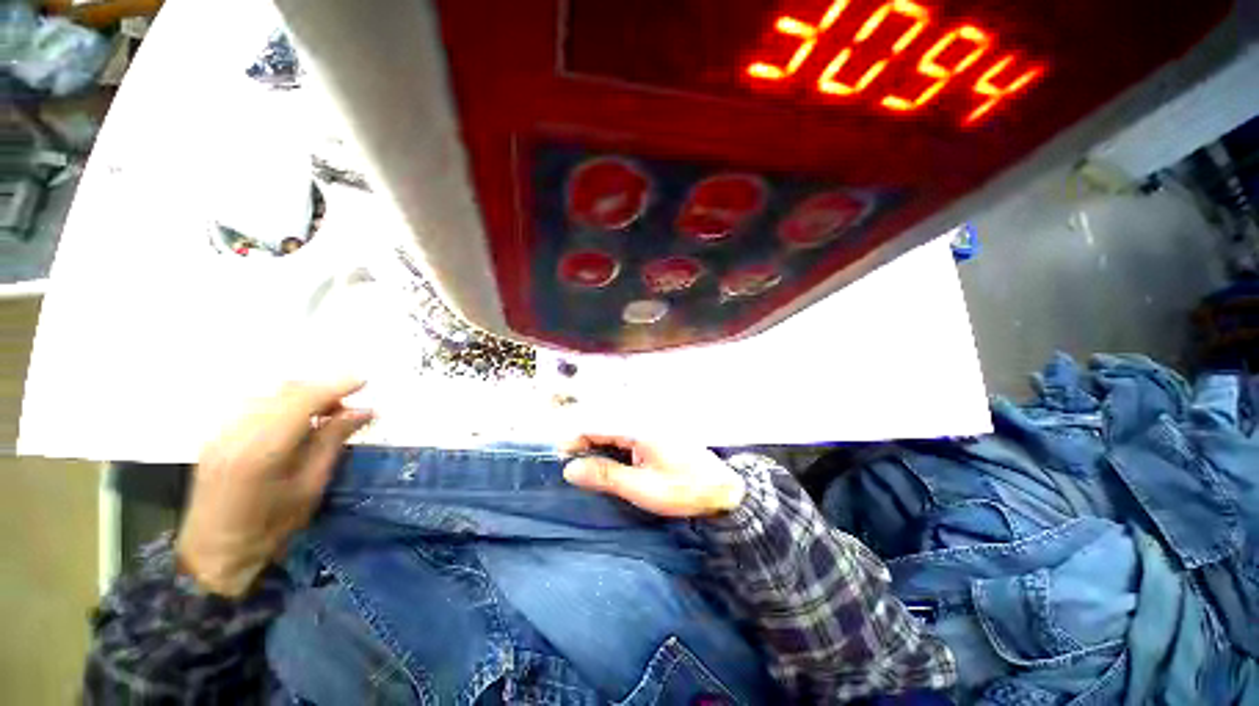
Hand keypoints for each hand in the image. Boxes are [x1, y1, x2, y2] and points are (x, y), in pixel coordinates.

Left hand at [176, 379, 373, 596]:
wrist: (213, 555)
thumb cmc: (270, 529)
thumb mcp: (311, 486)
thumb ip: (333, 441)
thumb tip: (363, 411)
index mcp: (262, 450)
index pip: (302, 400)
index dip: (335, 386)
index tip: (364, 381)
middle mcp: (236, 432)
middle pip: (285, 392)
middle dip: (322, 390)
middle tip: (349, 407)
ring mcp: (221, 433)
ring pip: (269, 396)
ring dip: (303, 397)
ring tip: (326, 415)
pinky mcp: (216, 436)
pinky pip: (255, 406)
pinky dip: (283, 405)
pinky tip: (296, 423)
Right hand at [561, 434, 744, 517]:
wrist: (721, 490)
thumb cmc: (682, 490)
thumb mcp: (640, 488)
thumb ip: (604, 475)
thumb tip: (570, 469)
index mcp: (639, 427)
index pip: (597, 425)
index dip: (574, 439)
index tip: (559, 457)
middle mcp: (644, 418)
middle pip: (604, 422)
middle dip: (584, 441)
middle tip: (573, 466)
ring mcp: (652, 423)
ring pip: (615, 427)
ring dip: (599, 443)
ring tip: (587, 466)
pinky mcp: (657, 432)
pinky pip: (627, 433)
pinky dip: (614, 446)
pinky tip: (611, 462)